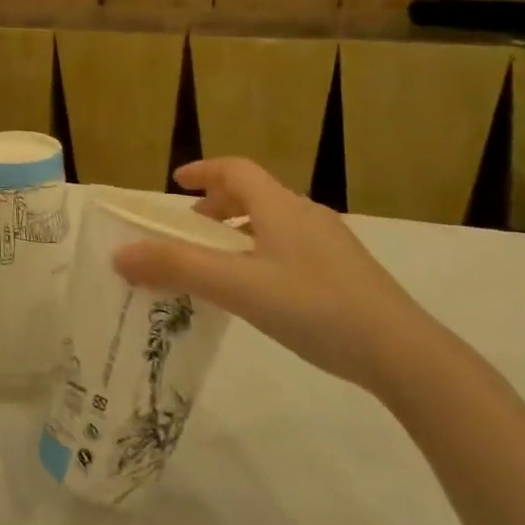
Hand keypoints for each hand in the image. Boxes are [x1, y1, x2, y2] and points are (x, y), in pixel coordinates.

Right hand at [111, 158, 439, 393]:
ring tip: (220, 265)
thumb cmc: (314, 308)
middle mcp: (307, 215)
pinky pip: (291, 248)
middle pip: (255, 194)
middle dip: (218, 206)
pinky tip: (261, 292)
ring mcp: (332, 245)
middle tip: (192, 232)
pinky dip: (262, 253)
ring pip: (274, 223)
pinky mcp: (347, 274)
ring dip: (240, 232)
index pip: (237, 169)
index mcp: (281, 207)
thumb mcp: (237, 287)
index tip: (177, 184)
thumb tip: (119, 254)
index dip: (203, 171)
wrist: (404, 355)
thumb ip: (177, 268)